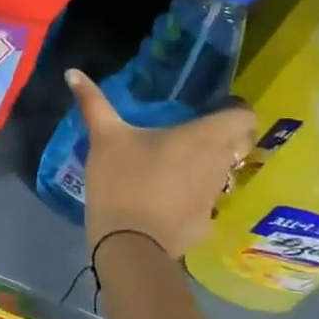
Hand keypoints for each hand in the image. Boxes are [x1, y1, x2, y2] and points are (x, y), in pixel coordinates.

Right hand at [66, 71, 256, 259]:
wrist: (129, 246)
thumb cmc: (122, 181)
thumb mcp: (104, 137)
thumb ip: (93, 103)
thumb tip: (73, 72)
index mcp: (203, 138)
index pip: (244, 117)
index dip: (234, 110)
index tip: (212, 108)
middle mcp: (219, 165)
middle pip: (239, 145)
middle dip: (225, 137)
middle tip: (193, 133)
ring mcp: (215, 198)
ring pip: (224, 174)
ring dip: (208, 166)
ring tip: (177, 164)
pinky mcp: (205, 225)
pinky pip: (206, 202)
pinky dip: (193, 197)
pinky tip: (168, 198)